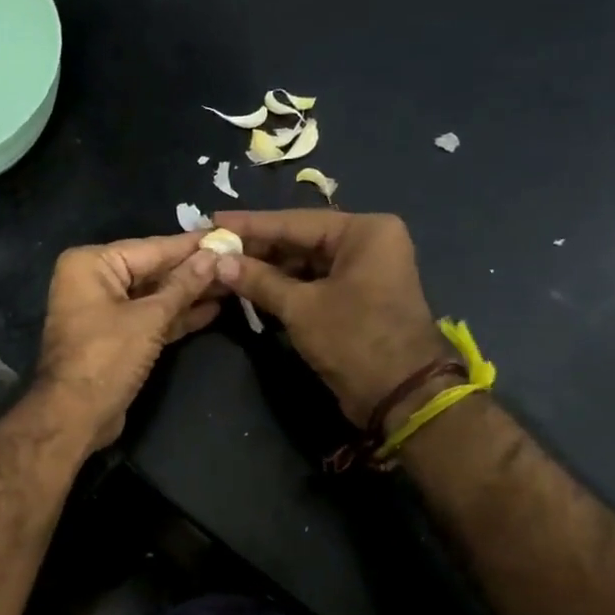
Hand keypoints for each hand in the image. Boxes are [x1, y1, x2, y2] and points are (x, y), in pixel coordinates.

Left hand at [35, 233, 220, 452]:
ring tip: (233, 282)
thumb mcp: (149, 318)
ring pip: (154, 296)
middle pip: (153, 270)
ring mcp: (104, 310)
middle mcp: (94, 280)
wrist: (75, 416)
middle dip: (194, 270)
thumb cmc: (106, 358)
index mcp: (92, 264)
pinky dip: (177, 316)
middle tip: (238, 259)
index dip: (192, 245)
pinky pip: (150, 318)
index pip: (152, 248)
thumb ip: (183, 286)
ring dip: (190, 294)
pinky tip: (213, 309)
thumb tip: (213, 256)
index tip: (228, 234)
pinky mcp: (117, 337)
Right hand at [210, 210, 446, 428]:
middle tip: (214, 247)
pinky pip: (314, 282)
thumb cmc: (354, 339)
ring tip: (225, 268)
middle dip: (258, 248)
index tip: (213, 220)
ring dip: (268, 269)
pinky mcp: (357, 297)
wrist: (400, 394)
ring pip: (305, 262)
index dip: (251, 224)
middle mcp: (368, 242)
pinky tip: (251, 287)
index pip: (295, 221)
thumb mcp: (301, 307)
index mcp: (364, 231)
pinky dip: (285, 286)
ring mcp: (364, 270)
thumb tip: (219, 262)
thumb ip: (259, 280)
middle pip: (301, 239)